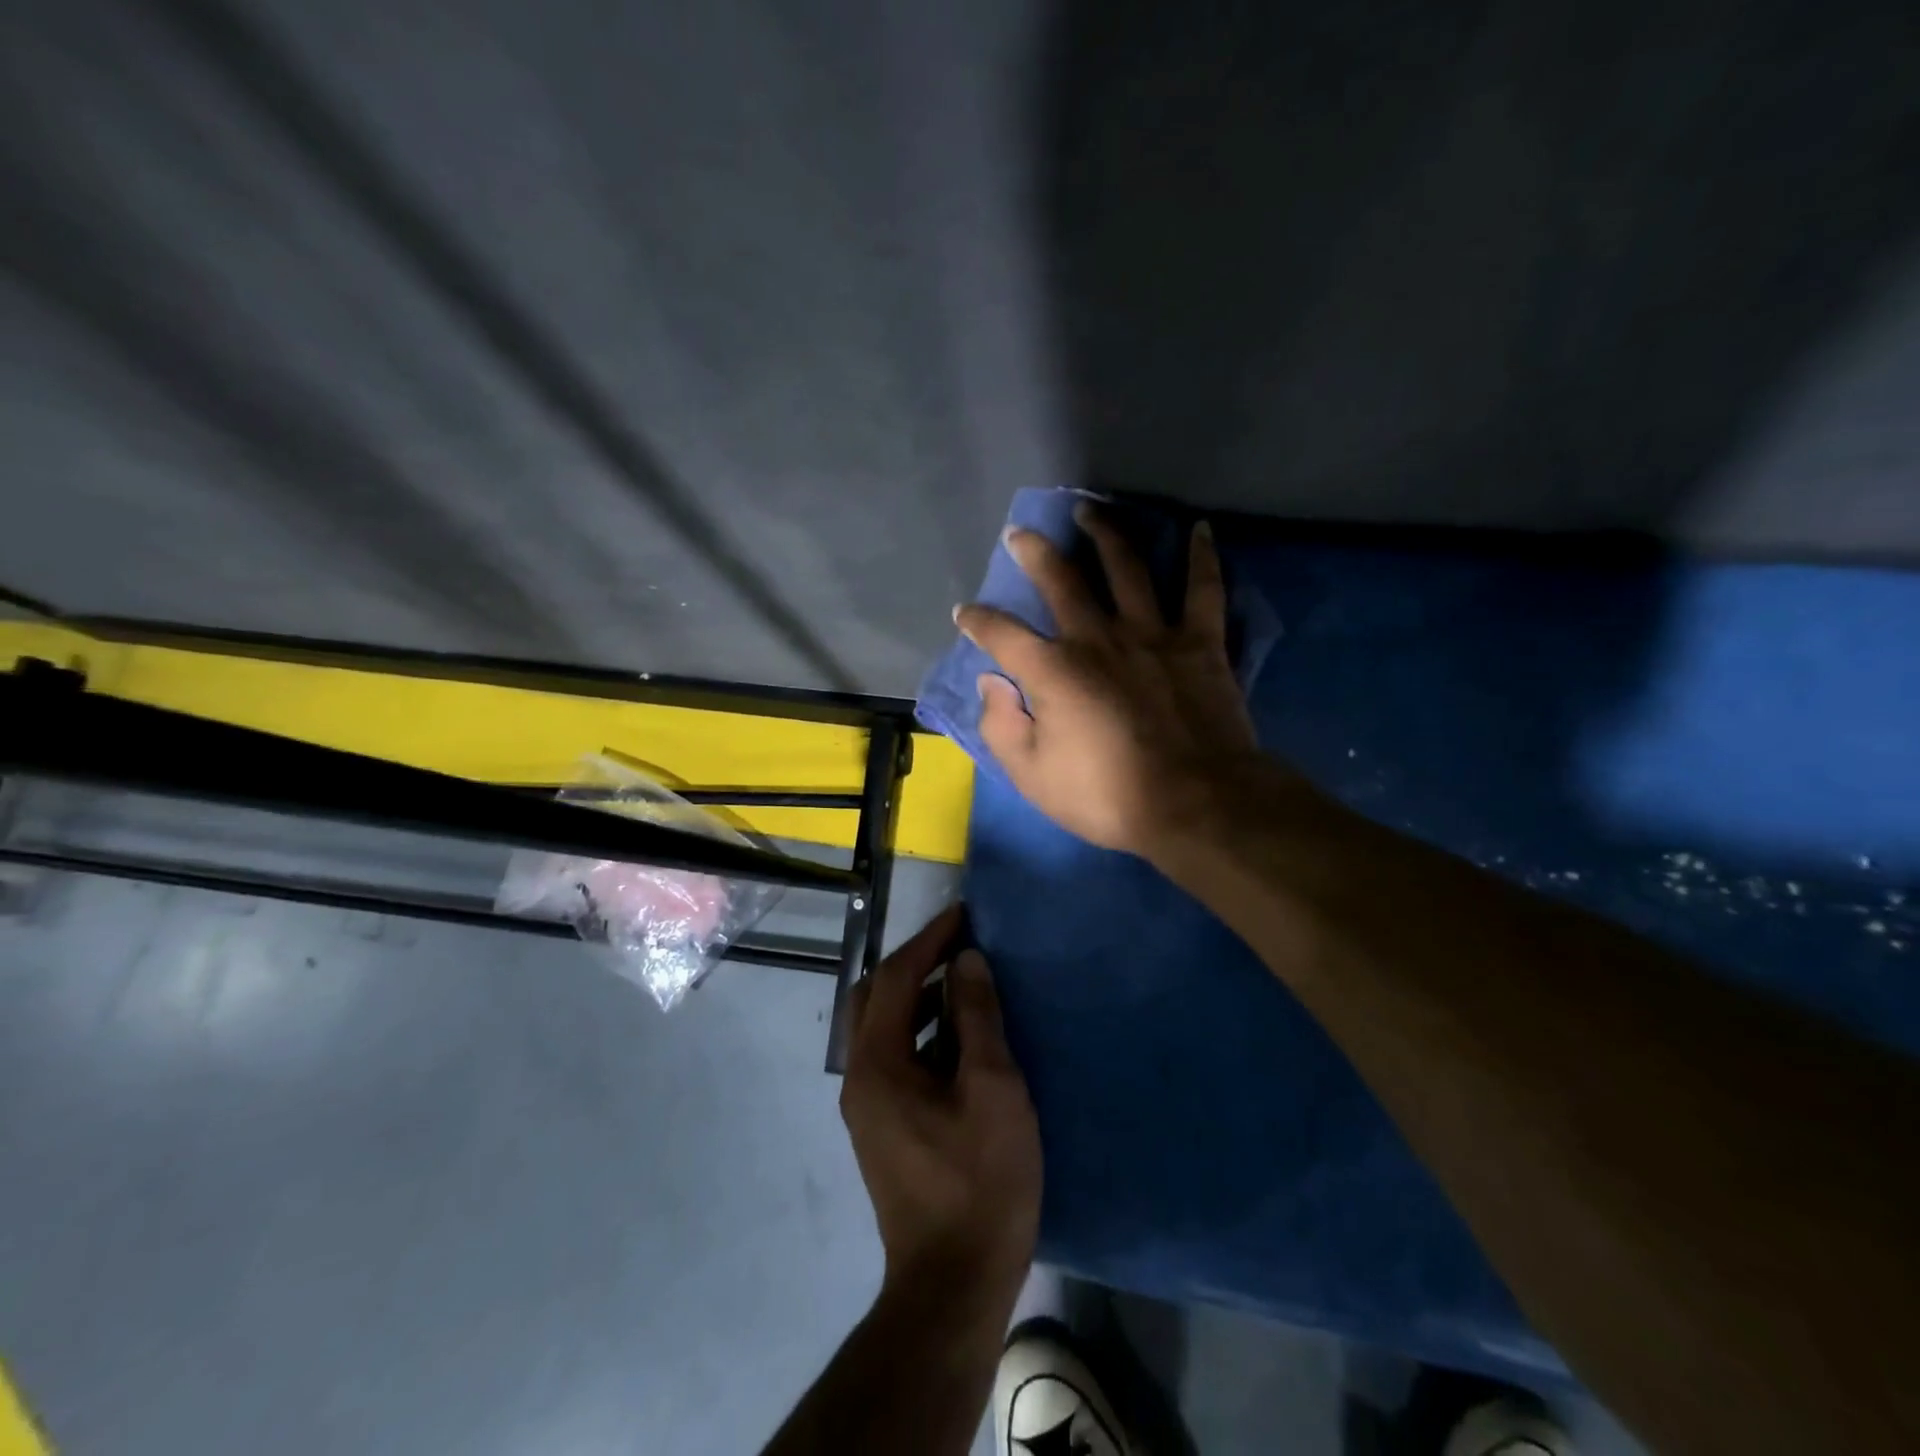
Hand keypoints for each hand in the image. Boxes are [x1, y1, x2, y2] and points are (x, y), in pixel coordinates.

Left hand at [840, 905, 1041, 1300]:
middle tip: (959, 945)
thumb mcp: (992, 1089)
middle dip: (916, 963)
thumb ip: (977, 1018)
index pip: (894, 977)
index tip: (964, 915)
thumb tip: (968, 961)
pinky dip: (923, 1031)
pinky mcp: (885, 1127)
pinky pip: (896, 1055)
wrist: (953, 1285)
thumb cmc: (979, 1182)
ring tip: (966, 982)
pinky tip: (961, 1037)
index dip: (929, 941)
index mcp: (877, 1062)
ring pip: (885, 1027)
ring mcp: (869, 1105)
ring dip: (920, 997)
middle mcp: (860, 1076)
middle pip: (877, 997)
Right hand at [954, 506, 1262, 857]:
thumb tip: (992, 682)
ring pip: (1126, 568)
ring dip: (1105, 534)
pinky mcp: (1200, 643)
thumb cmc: (1106, 797)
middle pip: (1061, 580)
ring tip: (1090, 511)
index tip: (965, 613)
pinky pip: (1203, 589)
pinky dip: (1202, 557)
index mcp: (1054, 671)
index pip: (1002, 633)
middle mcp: (1098, 638)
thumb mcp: (1031, 776)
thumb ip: (1002, 725)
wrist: (1195, 804)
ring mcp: (1153, 634)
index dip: (977, 621)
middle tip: (1020, 533)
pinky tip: (1200, 530)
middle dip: (1034, 553)